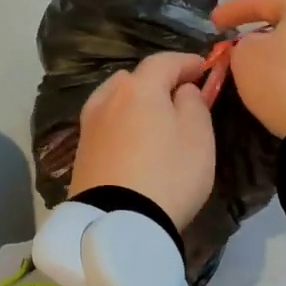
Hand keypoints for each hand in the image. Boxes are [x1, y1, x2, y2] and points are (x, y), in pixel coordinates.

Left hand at [69, 52, 215, 230]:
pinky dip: (121, 124)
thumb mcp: (198, 137)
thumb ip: (193, 103)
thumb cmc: (168, 175)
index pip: (163, 61)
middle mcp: (107, 99)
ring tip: (153, 120)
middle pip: (133, 79)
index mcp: (138, 88)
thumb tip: (182, 90)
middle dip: (156, 81)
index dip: (186, 62)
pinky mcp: (81, 152)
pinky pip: (106, 125)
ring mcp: (89, 126)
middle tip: (178, 96)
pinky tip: (132, 141)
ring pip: (114, 100)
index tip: (204, 68)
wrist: (117, 224)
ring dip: (134, 103)